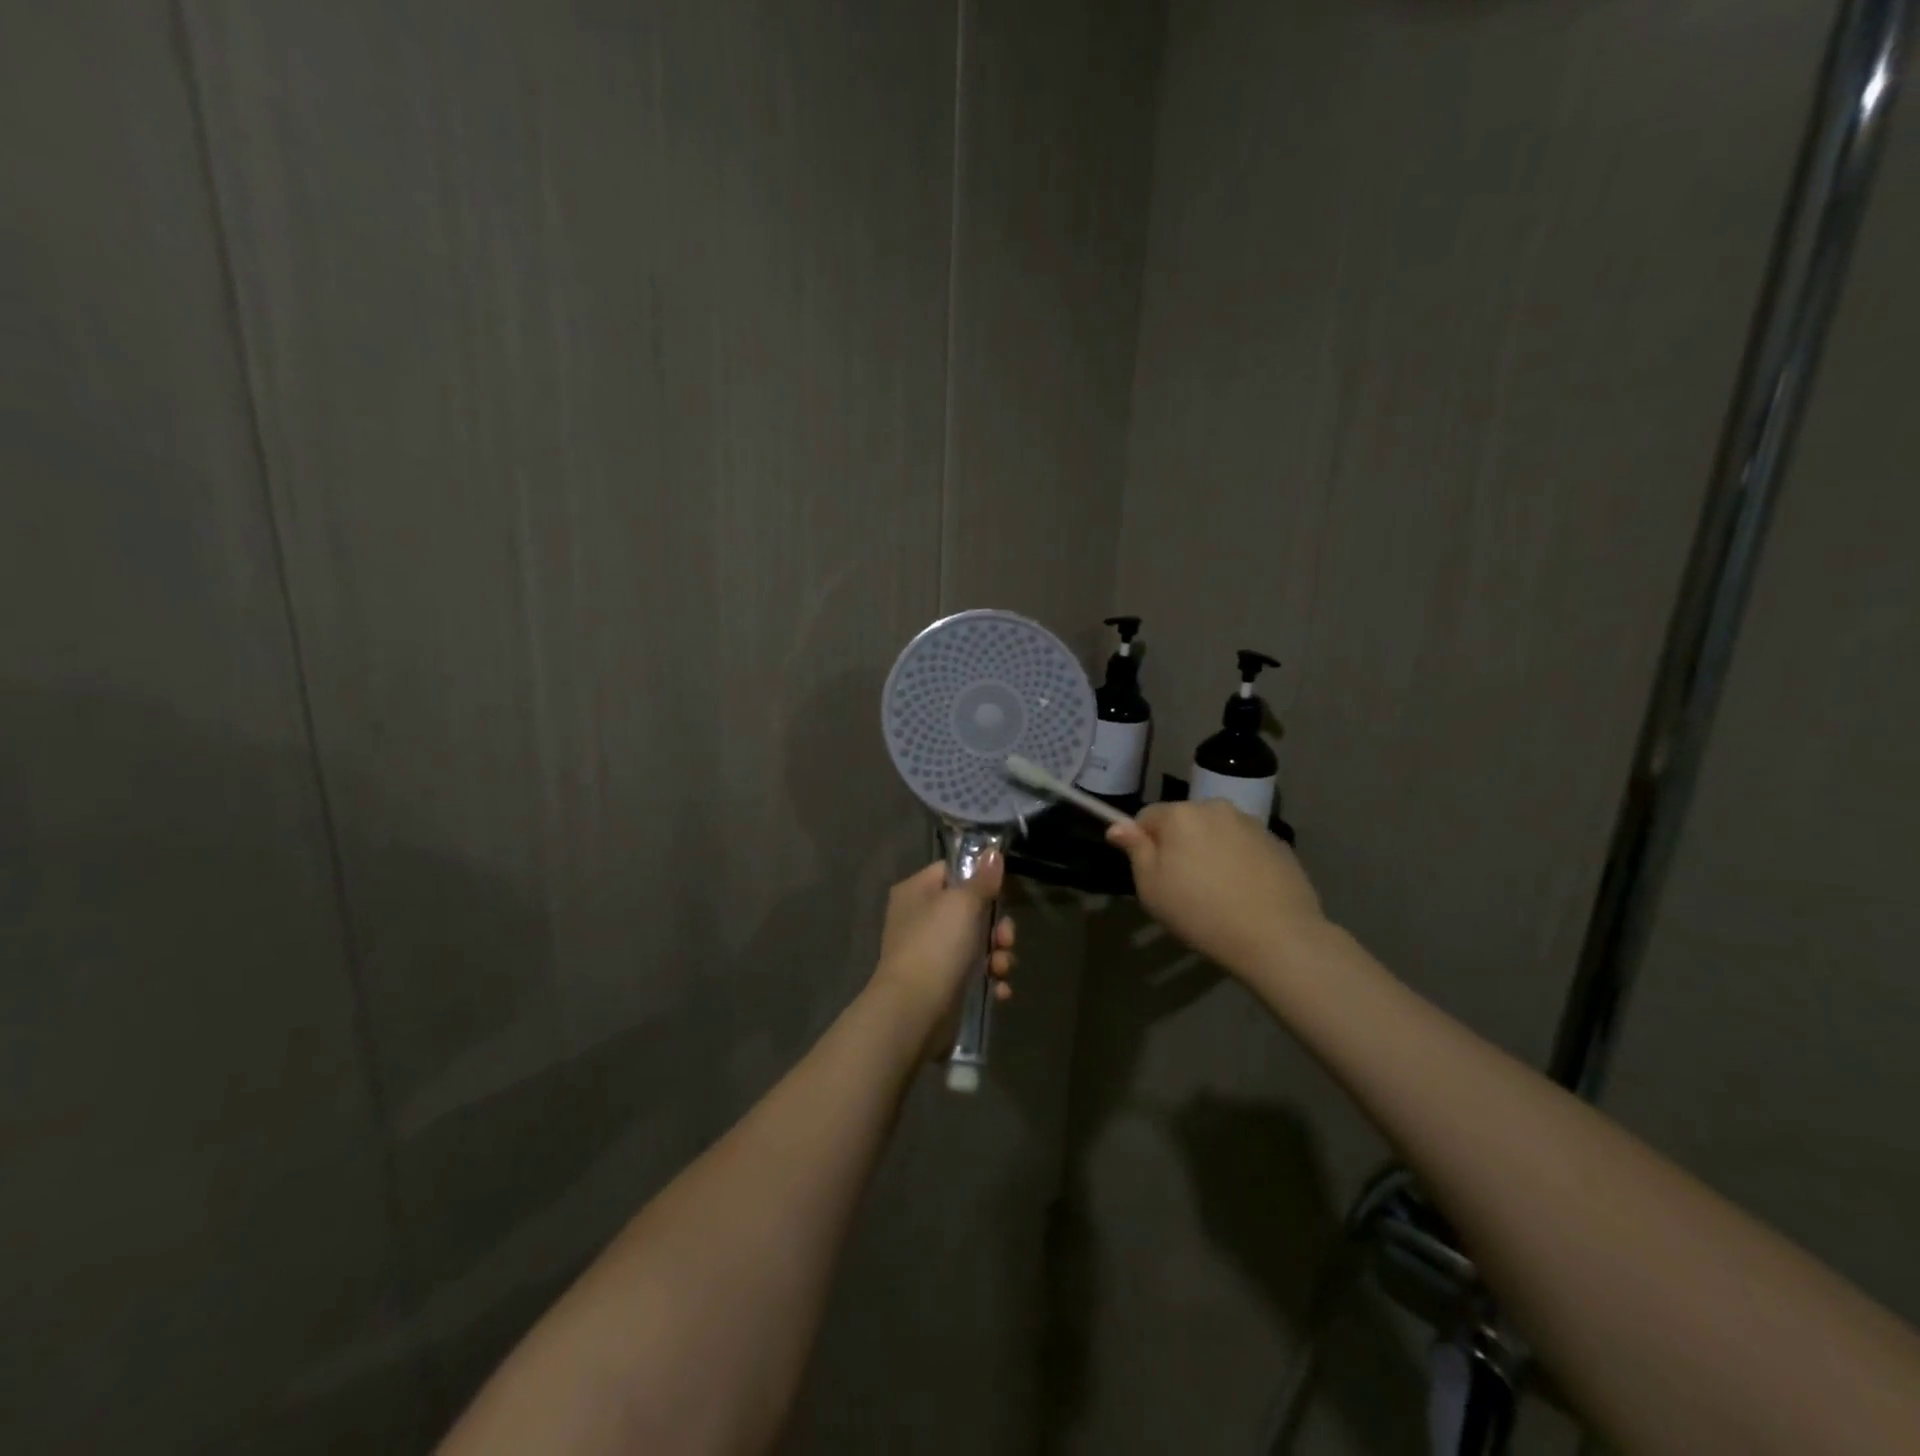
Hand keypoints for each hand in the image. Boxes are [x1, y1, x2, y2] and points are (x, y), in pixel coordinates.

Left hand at [869, 857, 1015, 1032]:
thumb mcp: (963, 904)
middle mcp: (920, 919)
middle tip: (1005, 938)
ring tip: (1002, 968)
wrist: (915, 1012)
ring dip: (998, 955)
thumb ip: (982, 879)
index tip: (1002, 890)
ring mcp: (930, 953)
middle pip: (970, 910)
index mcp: (916, 891)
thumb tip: (992, 853)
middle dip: (997, 926)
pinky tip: (1000, 990)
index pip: (952, 871)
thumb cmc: (936, 946)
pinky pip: (973, 974)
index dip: (979, 878)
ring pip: (976, 943)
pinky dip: (989, 980)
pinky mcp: (942, 984)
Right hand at [1106, 800, 1324, 974]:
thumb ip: (1135, 850)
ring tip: (1217, 890)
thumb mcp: (1151, 887)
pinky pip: (1245, 846)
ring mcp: (1251, 823)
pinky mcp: (1278, 843)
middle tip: (1183, 885)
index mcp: (1180, 814)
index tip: (1152, 874)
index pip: (1147, 816)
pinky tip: (1244, 892)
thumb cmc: (1200, 911)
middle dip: (1179, 843)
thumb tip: (1117, 826)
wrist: (1276, 936)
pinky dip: (1238, 861)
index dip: (1143, 843)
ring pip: (1216, 832)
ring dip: (1210, 850)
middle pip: (1184, 821)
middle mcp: (1215, 807)